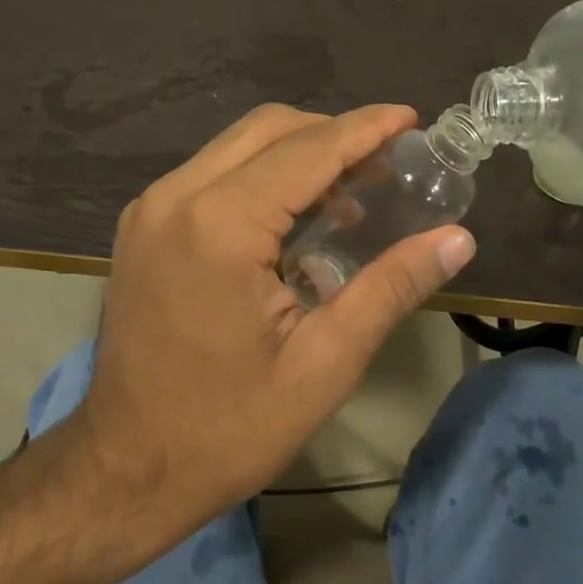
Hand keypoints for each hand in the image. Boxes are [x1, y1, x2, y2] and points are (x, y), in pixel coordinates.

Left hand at [68, 104, 475, 538]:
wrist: (126, 466)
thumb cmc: (227, 427)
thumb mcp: (323, 364)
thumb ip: (390, 288)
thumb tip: (456, 239)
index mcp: (220, 224)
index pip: (307, 150)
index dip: (364, 129)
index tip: (409, 117)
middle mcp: (175, 197)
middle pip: (266, 130)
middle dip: (330, 133)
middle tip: (385, 161)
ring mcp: (149, 209)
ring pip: (234, 146)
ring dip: (294, 153)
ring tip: (350, 189)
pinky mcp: (140, 227)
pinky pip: (209, 174)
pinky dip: (258, 175)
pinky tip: (293, 216)